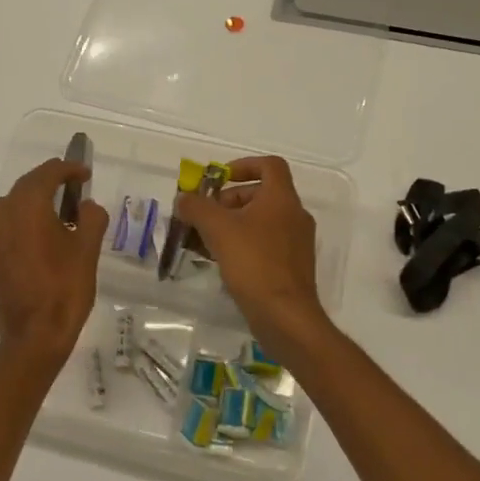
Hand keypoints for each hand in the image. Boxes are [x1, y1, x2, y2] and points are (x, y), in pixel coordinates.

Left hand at [0, 158, 106, 373]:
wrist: (34, 334)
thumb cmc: (65, 288)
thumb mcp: (88, 250)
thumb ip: (91, 218)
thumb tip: (86, 206)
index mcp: (28, 207)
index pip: (47, 174)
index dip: (68, 169)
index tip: (85, 173)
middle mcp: (4, 214)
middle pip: (26, 185)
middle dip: (50, 180)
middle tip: (75, 185)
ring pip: (12, 202)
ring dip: (33, 198)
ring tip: (58, 207)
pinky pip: (6, 221)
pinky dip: (24, 216)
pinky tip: (44, 232)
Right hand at [172, 156, 328, 345]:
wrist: (285, 315)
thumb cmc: (254, 262)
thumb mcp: (217, 228)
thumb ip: (196, 207)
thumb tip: (184, 199)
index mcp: (282, 198)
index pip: (269, 165)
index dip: (243, 165)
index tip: (219, 179)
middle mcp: (294, 215)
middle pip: (260, 194)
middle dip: (228, 201)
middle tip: (204, 216)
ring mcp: (296, 242)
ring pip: (260, 222)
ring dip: (231, 225)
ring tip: (204, 241)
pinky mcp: (291, 266)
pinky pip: (264, 244)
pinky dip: (242, 245)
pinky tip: (220, 261)